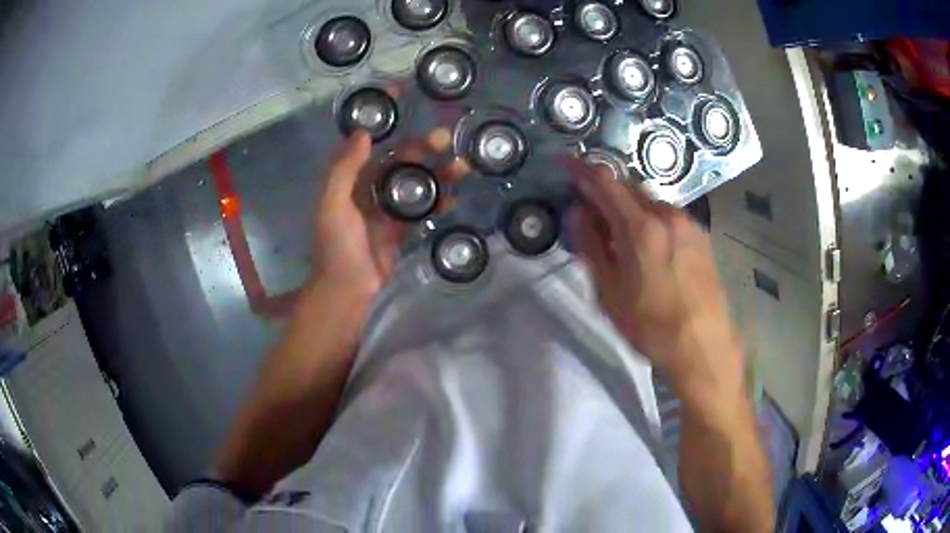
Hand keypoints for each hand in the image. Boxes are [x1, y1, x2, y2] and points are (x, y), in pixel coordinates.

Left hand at [310, 129, 468, 300]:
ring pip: (414, 185)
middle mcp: (368, 192)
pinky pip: (421, 212)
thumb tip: (363, 133)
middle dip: (421, 149)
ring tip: (462, 165)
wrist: (347, 292)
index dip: (386, 126)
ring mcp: (385, 213)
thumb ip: (345, 169)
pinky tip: (454, 198)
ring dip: (437, 174)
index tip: (403, 99)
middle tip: (445, 138)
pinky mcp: (400, 233)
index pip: (370, 146)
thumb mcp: (333, 205)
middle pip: (398, 163)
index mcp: (349, 182)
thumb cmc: (337, 247)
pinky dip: (437, 204)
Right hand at [570, 163, 743, 403]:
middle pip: (628, 188)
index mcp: (640, 227)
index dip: (581, 169)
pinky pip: (668, 217)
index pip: (604, 182)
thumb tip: (578, 212)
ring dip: (630, 210)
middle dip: (606, 194)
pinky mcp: (701, 236)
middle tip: (591, 217)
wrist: (703, 345)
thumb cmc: (650, 326)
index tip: (565, 163)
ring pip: (650, 203)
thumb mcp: (609, 292)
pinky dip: (651, 221)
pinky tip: (651, 251)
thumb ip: (590, 246)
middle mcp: (667, 214)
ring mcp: (688, 224)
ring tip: (622, 242)